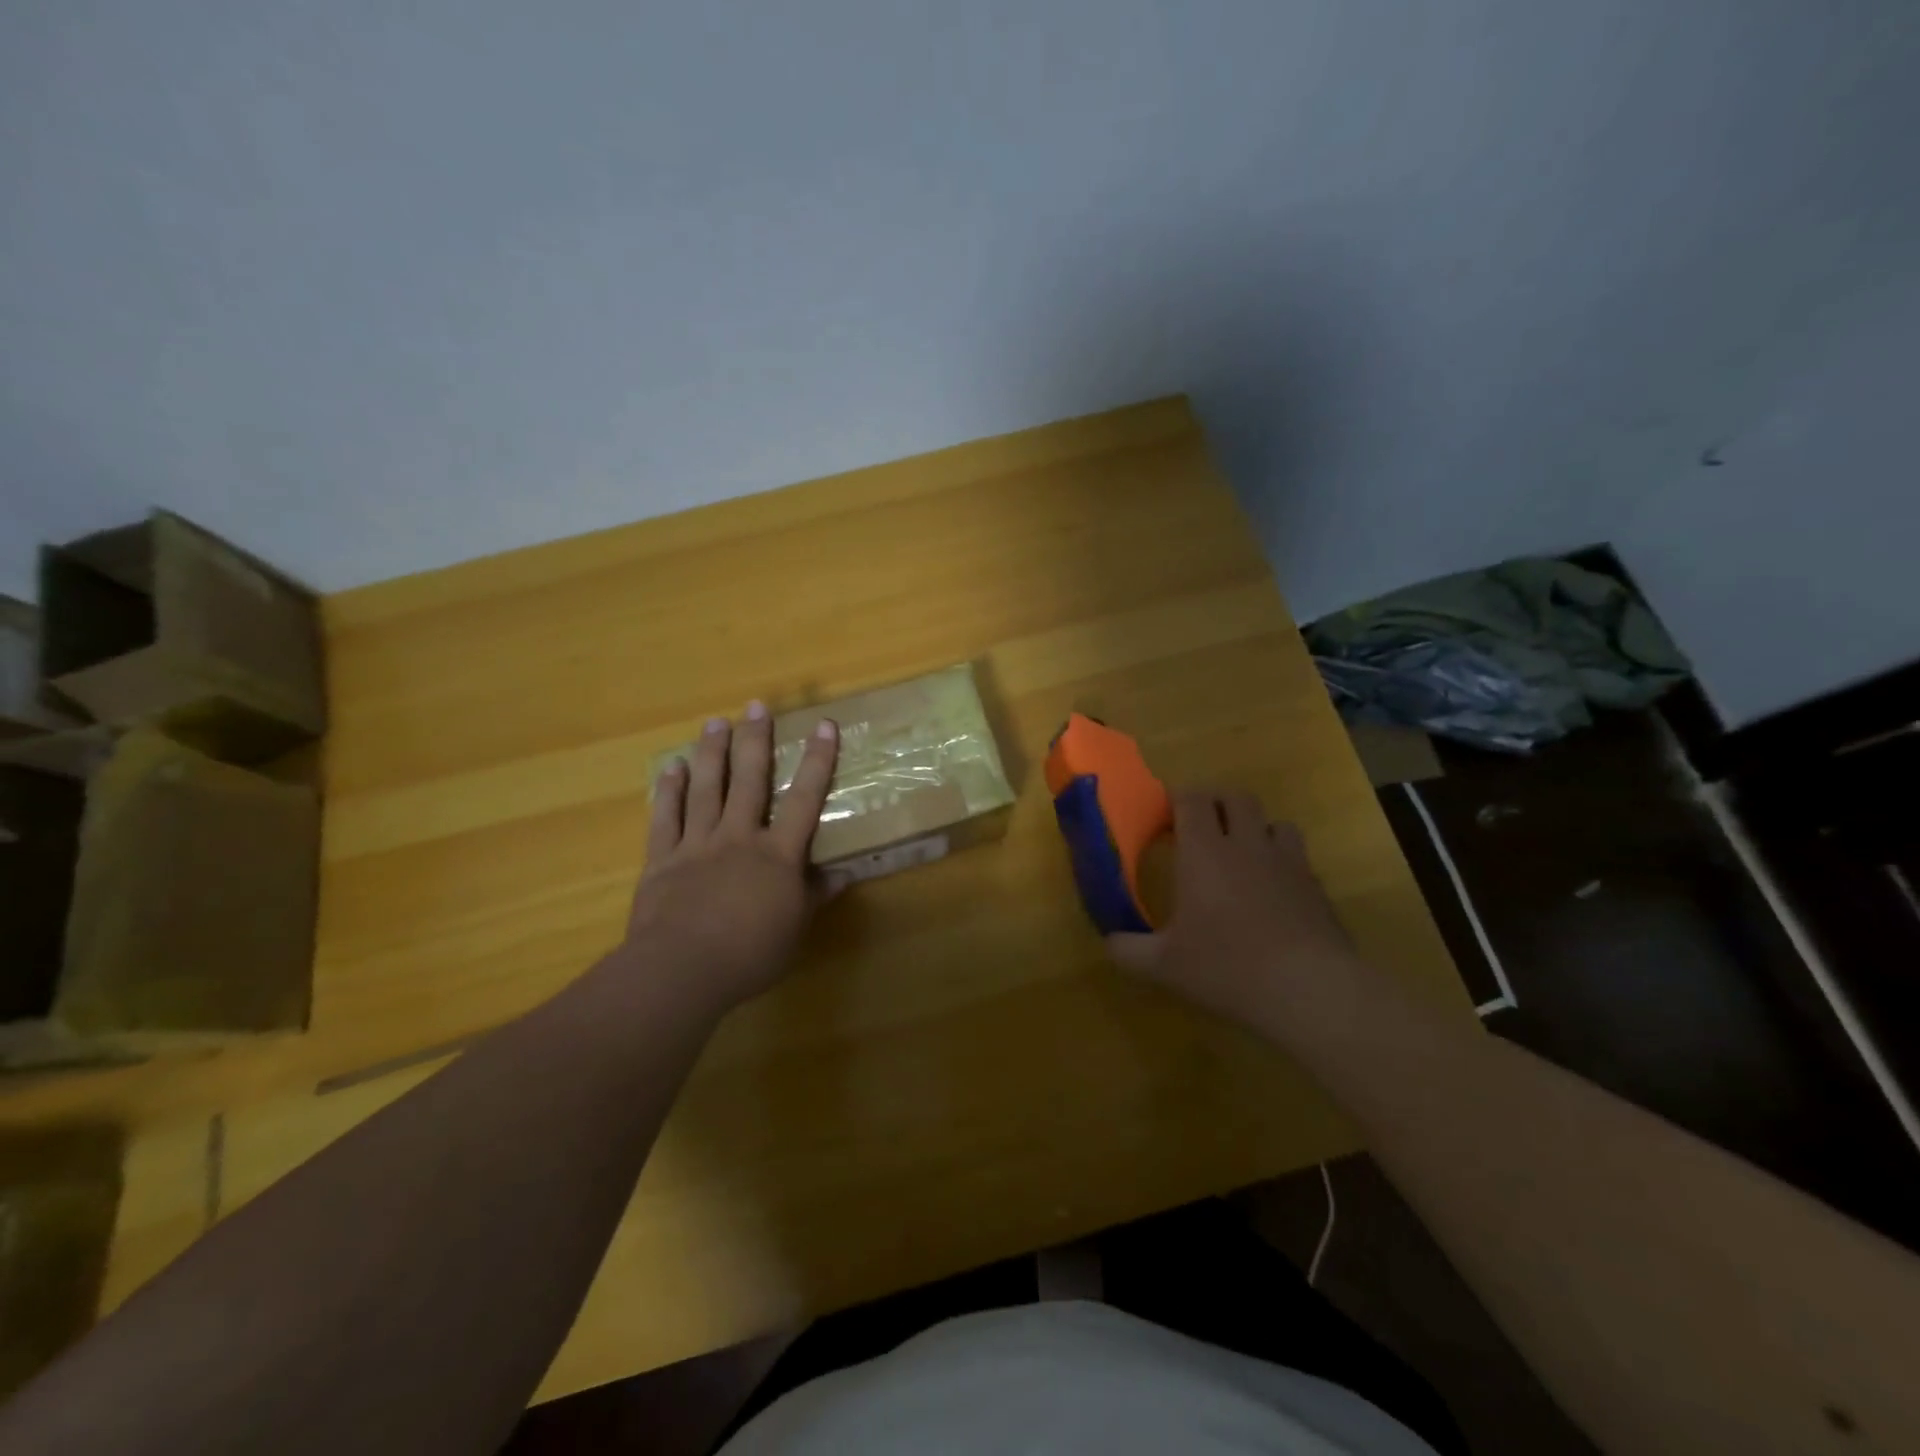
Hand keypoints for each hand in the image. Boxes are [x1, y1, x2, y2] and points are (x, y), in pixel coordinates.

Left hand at [618, 702, 839, 1012]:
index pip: (804, 799)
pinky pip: (666, 818)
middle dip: (755, 741)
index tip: (824, 725)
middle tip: (757, 706)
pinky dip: (669, 791)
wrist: (682, 969)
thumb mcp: (795, 928)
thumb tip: (843, 875)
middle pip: (749, 780)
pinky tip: (673, 768)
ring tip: (715, 722)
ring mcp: (698, 844)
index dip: (817, 761)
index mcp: (778, 854)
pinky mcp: (662, 859)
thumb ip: (816, 896)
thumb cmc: (750, 952)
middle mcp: (739, 837)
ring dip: (712, 753)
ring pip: (706, 789)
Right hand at [1107, 791, 1357, 1027]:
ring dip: (1255, 828)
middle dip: (1215, 803)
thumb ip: (1128, 949)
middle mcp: (1246, 844)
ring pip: (1273, 822)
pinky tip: (1272, 893)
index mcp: (1204, 851)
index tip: (1165, 818)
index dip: (1178, 799)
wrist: (1309, 990)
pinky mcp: (1316, 886)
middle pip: (1235, 797)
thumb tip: (1109, 942)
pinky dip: (1281, 862)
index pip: (1192, 799)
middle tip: (1199, 828)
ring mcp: (1287, 862)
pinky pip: (1297, 857)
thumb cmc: (1226, 967)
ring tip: (1241, 855)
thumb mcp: (1163, 965)